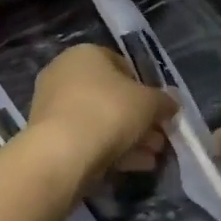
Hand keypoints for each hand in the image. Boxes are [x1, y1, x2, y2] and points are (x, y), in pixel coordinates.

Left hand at [27, 44, 175, 183]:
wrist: (61, 153)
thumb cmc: (108, 112)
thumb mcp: (149, 103)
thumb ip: (163, 101)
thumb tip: (171, 103)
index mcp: (85, 54)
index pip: (122, 65)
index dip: (146, 88)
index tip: (160, 110)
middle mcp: (63, 74)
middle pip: (112, 97)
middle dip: (139, 119)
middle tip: (160, 138)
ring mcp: (53, 106)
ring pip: (100, 121)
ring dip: (129, 138)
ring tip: (153, 157)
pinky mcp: (49, 136)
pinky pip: (86, 139)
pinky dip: (110, 150)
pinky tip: (135, 166)